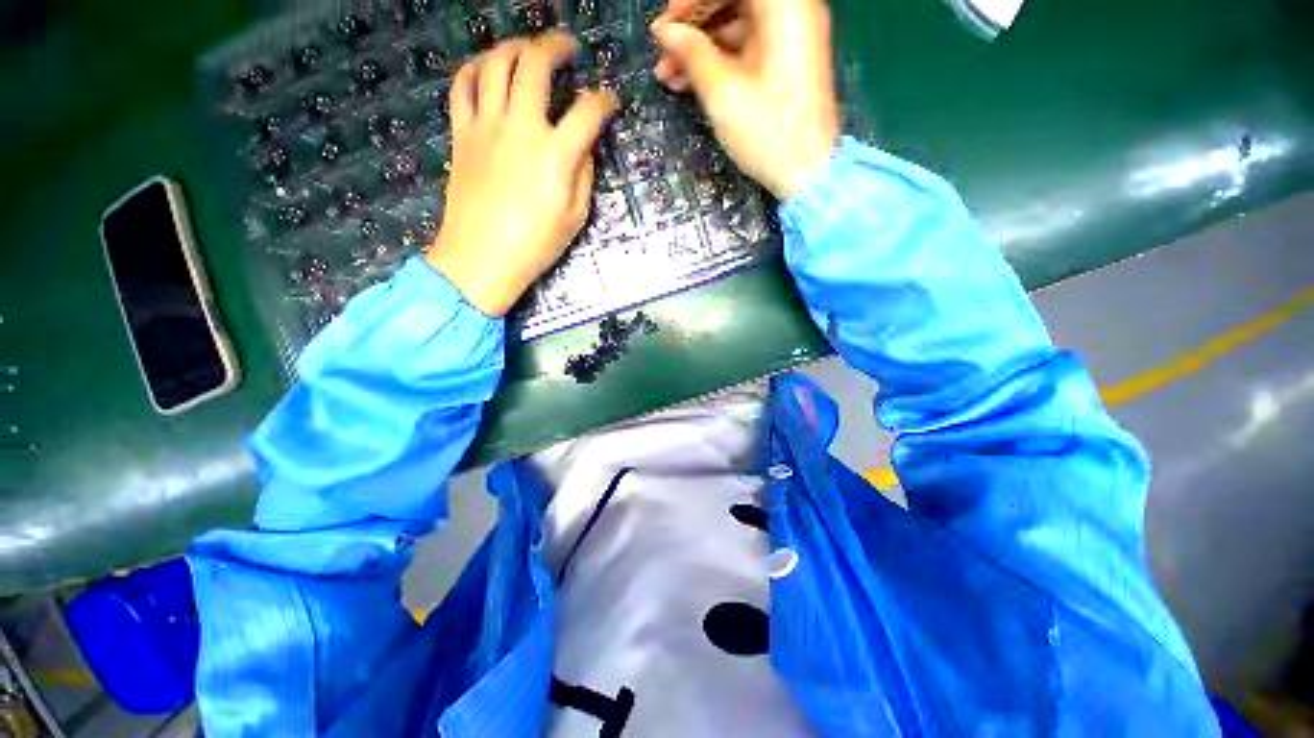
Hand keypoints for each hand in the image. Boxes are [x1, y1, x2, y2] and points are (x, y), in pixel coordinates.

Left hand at [426, 32, 617, 316]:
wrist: (483, 257)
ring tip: (527, 50)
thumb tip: (582, 147)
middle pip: (536, 63)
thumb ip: (583, 175)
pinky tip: (487, 71)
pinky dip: (475, 69)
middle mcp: (520, 126)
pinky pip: (462, 86)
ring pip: (495, 62)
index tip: (610, 102)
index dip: (605, 101)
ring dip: (515, 47)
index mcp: (556, 153)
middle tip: (567, 48)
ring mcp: (486, 125)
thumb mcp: (575, 216)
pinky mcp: (462, 133)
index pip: (588, 111)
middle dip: (557, 46)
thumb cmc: (535, 244)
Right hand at [651, 0, 839, 198]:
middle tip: (663, 51)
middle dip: (693, 24)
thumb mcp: (722, 91)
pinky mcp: (785, 62)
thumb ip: (690, 53)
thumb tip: (665, 31)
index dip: (691, 0)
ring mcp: (790, 37)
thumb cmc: (766, 131)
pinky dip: (718, 61)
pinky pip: (745, 48)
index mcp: (783, 4)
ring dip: (699, 47)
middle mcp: (791, 10)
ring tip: (667, 76)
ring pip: (735, 25)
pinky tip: (689, 83)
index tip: (665, 25)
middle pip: (732, 1)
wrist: (806, 172)